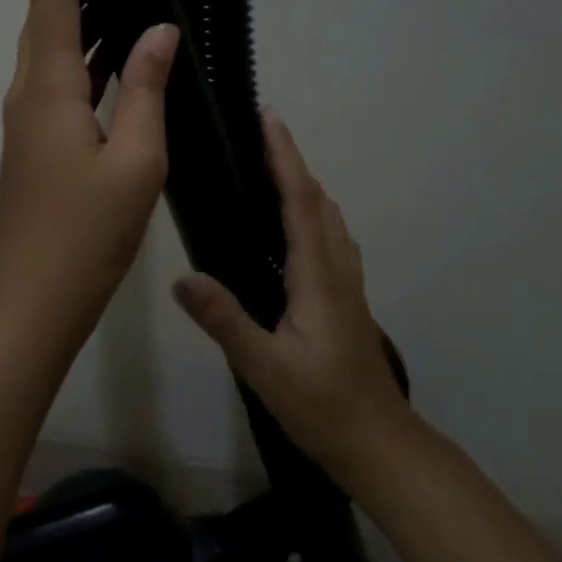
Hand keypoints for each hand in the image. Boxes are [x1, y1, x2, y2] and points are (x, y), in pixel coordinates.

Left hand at [0, 0, 179, 350]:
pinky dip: (91, 55)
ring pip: (57, 44)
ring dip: (83, 7)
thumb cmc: (83, 235)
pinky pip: (66, 78)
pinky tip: (121, 52)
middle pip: (48, 8)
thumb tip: (158, 32)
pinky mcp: (40, 140)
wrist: (30, 300)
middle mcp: (31, 90)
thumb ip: (146, 90)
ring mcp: (31, 117)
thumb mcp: (134, 162)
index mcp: (49, 86)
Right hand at [172, 112, 409, 480]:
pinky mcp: (346, 298)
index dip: (285, 157)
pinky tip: (291, 229)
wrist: (378, 442)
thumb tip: (183, 279)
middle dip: (292, 162)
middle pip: (318, 200)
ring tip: (270, 172)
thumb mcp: (265, 367)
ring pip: (329, 218)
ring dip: (304, 185)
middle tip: (258, 137)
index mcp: (317, 276)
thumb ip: (226, 321)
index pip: (300, 201)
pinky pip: (330, 238)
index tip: (269, 119)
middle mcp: (336, 269)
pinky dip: (312, 212)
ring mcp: (347, 283)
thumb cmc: (321, 405)